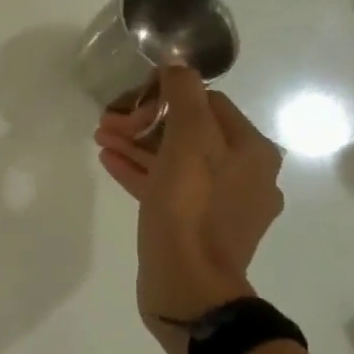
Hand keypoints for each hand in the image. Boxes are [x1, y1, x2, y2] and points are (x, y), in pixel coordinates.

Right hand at [94, 66, 284, 348]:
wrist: (188, 286)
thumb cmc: (189, 209)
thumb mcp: (187, 142)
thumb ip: (185, 97)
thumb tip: (178, 67)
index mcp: (251, 150)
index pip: (207, 102)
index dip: (165, 96)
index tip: (130, 102)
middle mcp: (246, 173)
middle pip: (190, 131)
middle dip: (146, 121)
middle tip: (108, 122)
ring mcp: (224, 204)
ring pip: (177, 160)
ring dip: (139, 144)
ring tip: (102, 138)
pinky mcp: (200, 226)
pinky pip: (170, 187)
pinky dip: (142, 171)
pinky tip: (110, 162)